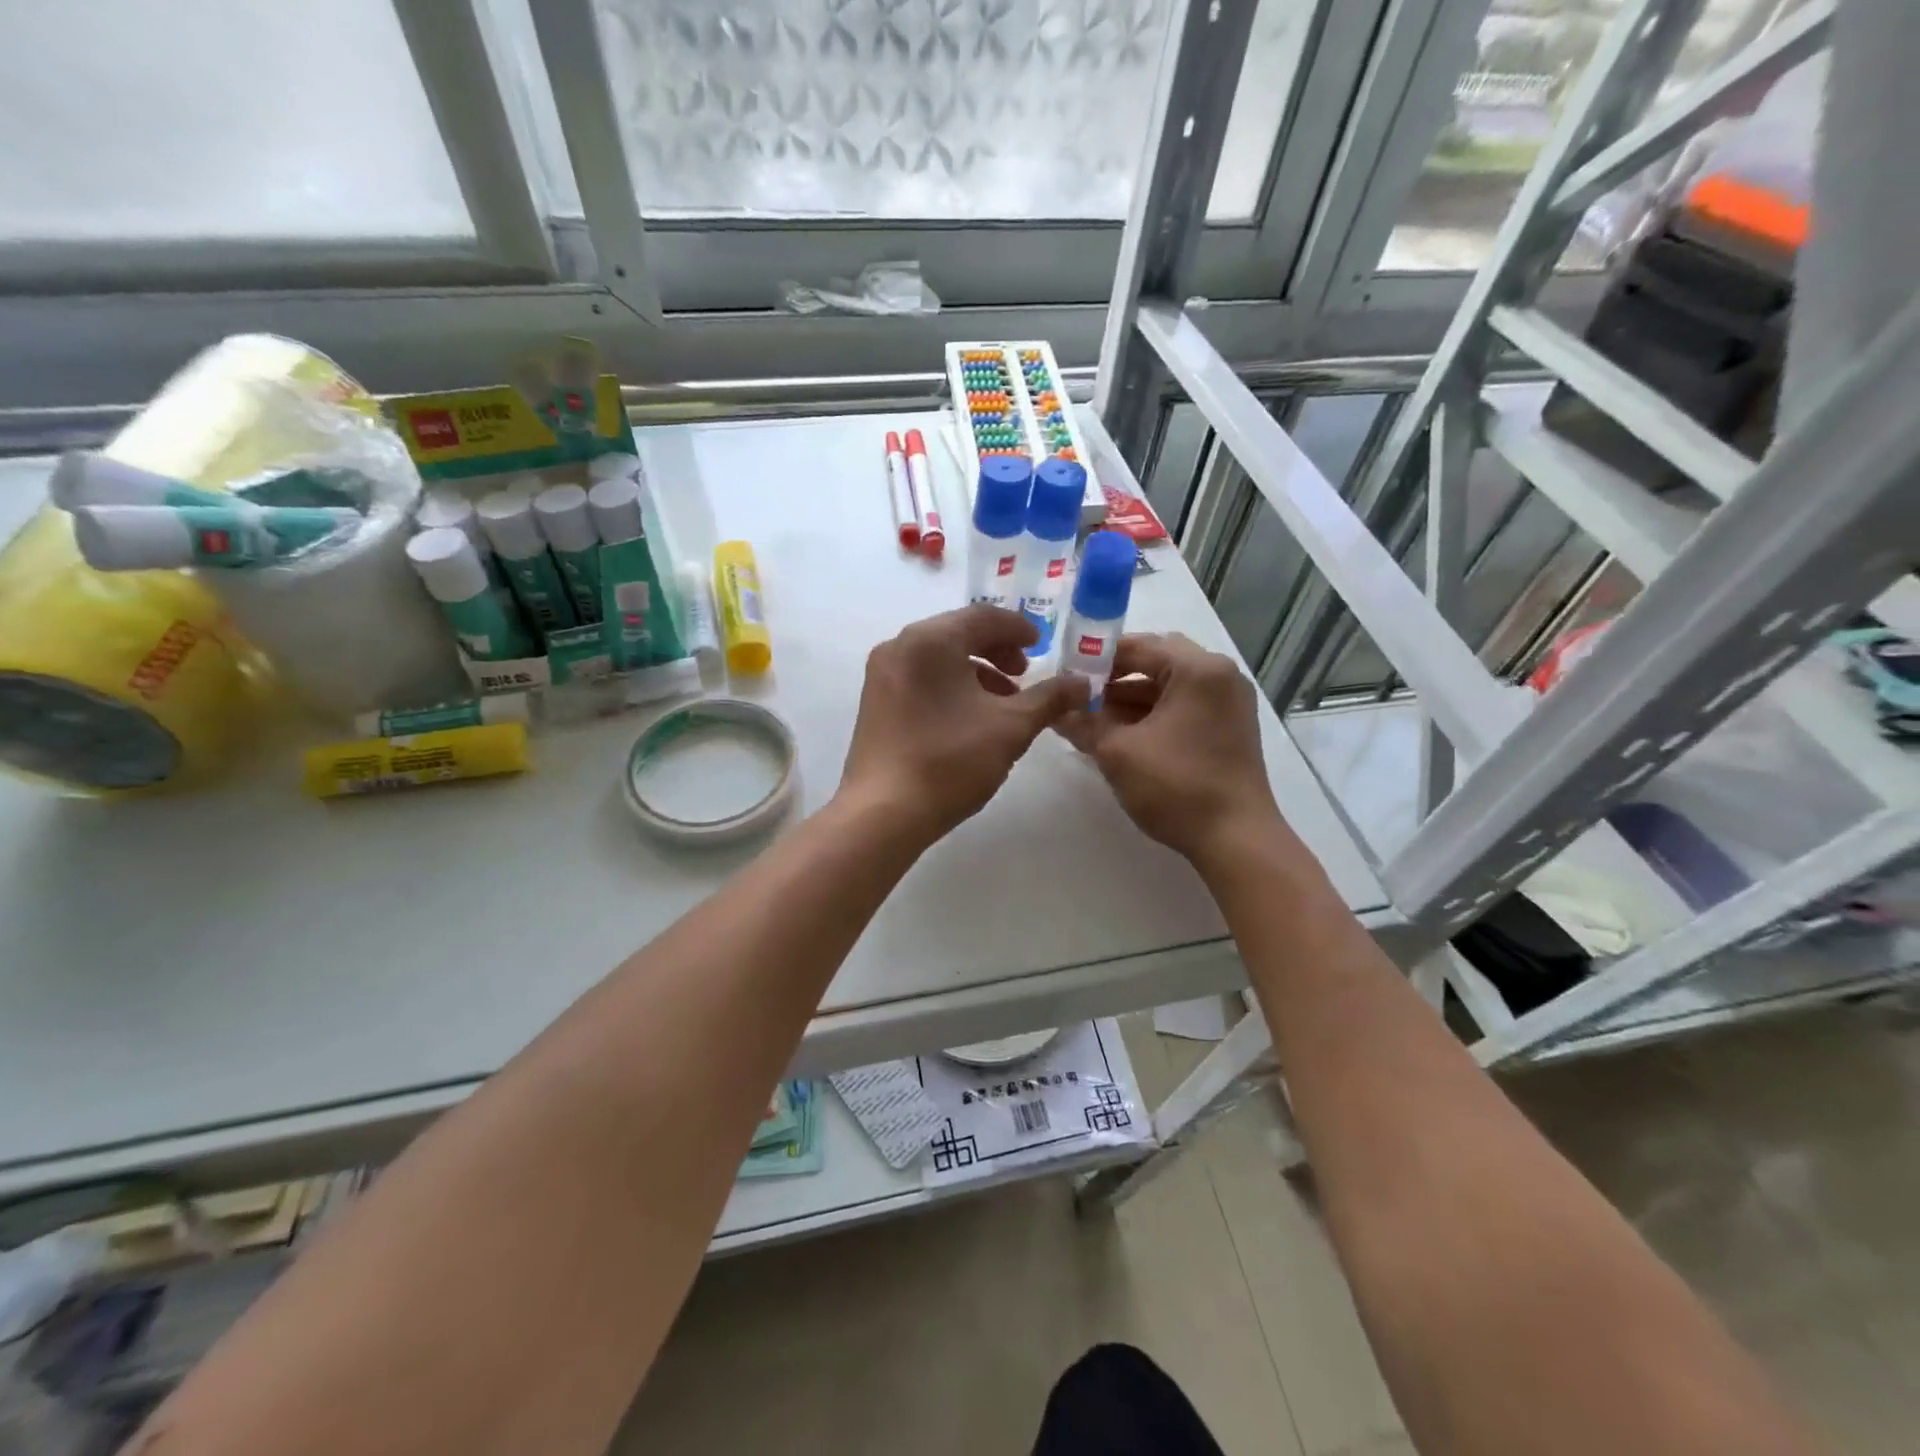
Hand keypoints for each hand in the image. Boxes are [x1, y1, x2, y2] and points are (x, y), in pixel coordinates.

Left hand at [840, 605, 1089, 843]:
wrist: (884, 813)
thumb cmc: (951, 761)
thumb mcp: (1012, 727)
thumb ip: (1050, 698)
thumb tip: (1082, 682)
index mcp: (930, 639)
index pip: (983, 616)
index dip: (1018, 629)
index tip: (1043, 647)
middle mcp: (899, 646)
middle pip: (958, 633)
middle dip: (997, 651)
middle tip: (1025, 675)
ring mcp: (881, 675)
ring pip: (938, 658)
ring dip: (976, 671)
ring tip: (1003, 703)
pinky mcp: (874, 702)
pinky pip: (920, 678)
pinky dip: (950, 686)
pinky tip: (969, 719)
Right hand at [1056, 633, 1284, 866]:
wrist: (1235, 839)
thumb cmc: (1177, 786)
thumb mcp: (1117, 752)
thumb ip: (1083, 723)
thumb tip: (1055, 711)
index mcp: (1198, 669)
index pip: (1138, 646)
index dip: (1097, 658)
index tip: (1065, 674)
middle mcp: (1220, 675)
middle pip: (1157, 661)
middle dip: (1115, 676)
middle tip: (1080, 693)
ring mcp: (1229, 702)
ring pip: (1170, 685)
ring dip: (1131, 697)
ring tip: (1092, 717)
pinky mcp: (1229, 727)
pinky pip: (1184, 705)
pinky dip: (1153, 713)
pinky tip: (1121, 733)